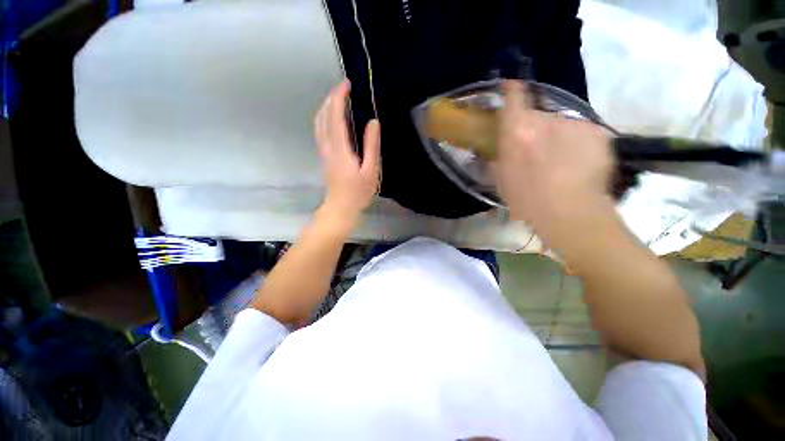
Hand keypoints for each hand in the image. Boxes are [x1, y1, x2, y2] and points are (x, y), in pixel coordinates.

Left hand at [314, 80, 380, 230]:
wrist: (340, 208)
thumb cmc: (358, 192)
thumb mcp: (371, 170)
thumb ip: (371, 145)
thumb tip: (373, 122)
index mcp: (340, 147)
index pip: (336, 117)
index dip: (339, 98)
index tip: (346, 84)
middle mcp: (328, 145)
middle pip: (324, 115)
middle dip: (332, 97)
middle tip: (344, 85)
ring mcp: (323, 149)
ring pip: (319, 121)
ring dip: (326, 105)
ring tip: (338, 95)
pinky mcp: (324, 153)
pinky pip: (320, 128)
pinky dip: (324, 115)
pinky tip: (331, 113)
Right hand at [496, 80, 614, 245]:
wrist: (574, 216)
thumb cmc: (533, 204)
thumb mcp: (505, 184)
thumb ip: (501, 160)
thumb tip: (500, 152)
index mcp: (519, 128)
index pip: (514, 95)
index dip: (513, 90)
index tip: (514, 89)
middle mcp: (545, 118)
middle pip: (543, 116)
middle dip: (545, 131)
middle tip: (549, 156)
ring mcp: (574, 124)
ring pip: (568, 128)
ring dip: (568, 141)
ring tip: (574, 169)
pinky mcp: (597, 133)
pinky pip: (590, 137)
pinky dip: (589, 149)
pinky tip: (590, 170)